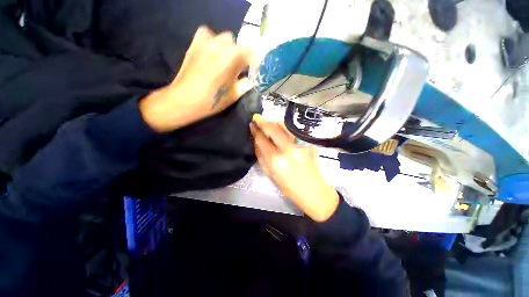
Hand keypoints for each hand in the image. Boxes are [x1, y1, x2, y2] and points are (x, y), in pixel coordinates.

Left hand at [140, 26, 253, 131]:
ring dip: (228, 49)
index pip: (251, 53)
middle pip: (238, 45)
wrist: (185, 100)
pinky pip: (208, 35)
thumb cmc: (212, 100)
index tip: (253, 71)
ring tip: (224, 63)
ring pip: (224, 39)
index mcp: (233, 57)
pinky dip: (213, 42)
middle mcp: (221, 44)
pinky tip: (212, 54)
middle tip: (238, 70)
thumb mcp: (234, 95)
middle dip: (240, 57)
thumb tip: (252, 79)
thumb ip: (246, 84)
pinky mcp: (195, 43)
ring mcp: (206, 41)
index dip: (254, 62)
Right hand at [250, 114, 338, 221]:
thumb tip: (257, 141)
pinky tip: (282, 130)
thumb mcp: (270, 174)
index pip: (262, 140)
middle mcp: (288, 150)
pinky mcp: (308, 144)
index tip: (252, 124)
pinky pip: (293, 132)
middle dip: (263, 121)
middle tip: (257, 117)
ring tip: (269, 123)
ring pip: (284, 127)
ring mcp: (300, 145)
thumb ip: (262, 156)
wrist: (313, 191)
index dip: (255, 130)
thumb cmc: (289, 187)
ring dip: (274, 123)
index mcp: (276, 161)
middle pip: (273, 129)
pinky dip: (285, 129)